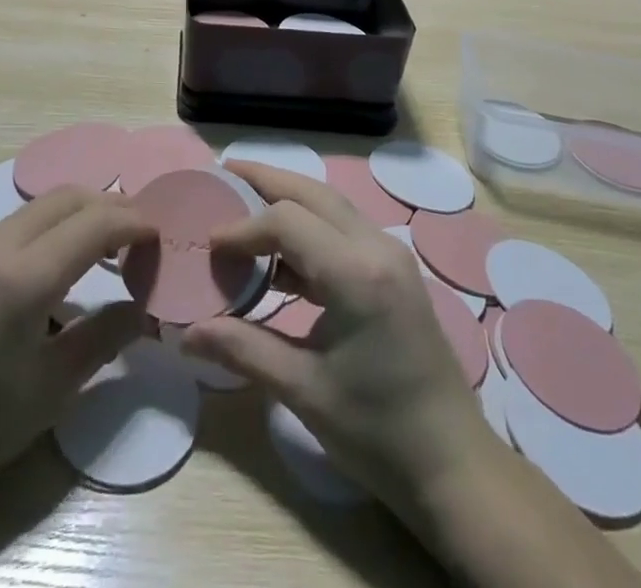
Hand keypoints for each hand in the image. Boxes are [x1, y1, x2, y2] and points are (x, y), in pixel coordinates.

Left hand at [0, 187, 152, 533]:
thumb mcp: (51, 390)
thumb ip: (104, 337)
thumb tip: (143, 309)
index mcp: (23, 275)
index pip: (95, 222)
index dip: (135, 222)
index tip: (161, 237)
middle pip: (68, 197)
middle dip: (110, 207)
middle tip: (139, 238)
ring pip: (40, 206)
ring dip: (79, 215)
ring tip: (105, 251)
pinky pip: (17, 223)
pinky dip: (51, 228)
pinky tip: (57, 268)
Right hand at [181, 163, 493, 518]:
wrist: (454, 466)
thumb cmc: (378, 432)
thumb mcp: (304, 391)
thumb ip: (243, 350)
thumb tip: (187, 334)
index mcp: (356, 273)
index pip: (287, 221)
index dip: (243, 228)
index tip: (208, 246)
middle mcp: (377, 247)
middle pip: (313, 192)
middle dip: (266, 181)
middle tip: (223, 174)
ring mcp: (391, 255)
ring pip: (331, 205)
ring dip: (288, 200)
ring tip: (245, 203)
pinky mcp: (395, 270)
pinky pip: (344, 228)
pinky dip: (309, 227)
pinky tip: (280, 258)